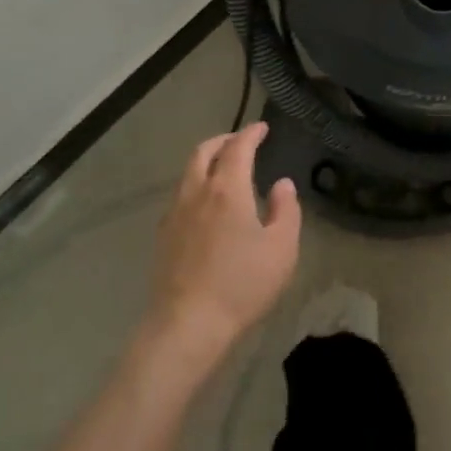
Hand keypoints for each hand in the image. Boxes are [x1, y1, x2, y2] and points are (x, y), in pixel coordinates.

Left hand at [145, 123, 300, 371]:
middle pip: (203, 152)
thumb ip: (285, 210)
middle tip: (240, 141)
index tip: (262, 128)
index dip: (250, 134)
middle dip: (223, 140)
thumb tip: (282, 184)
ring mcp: (175, 214)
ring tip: (224, 170)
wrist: (188, 323)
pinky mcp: (164, 236)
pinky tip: (206, 206)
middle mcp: (196, 193)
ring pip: (188, 173)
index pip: (238, 148)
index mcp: (227, 190)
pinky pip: (181, 196)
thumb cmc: (242, 284)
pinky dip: (196, 186)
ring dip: (206, 162)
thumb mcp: (281, 249)